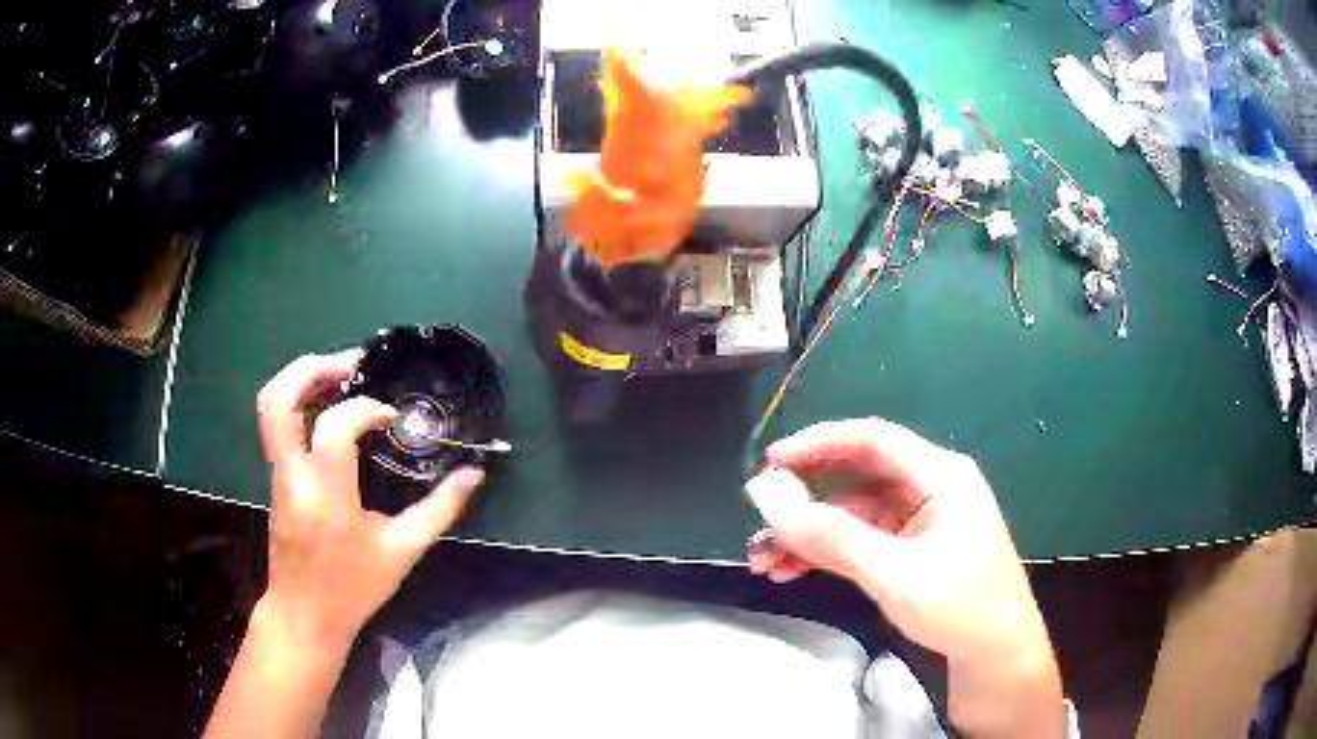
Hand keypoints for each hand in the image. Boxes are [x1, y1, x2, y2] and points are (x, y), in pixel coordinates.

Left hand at [255, 350, 485, 652]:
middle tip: (352, 363)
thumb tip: (474, 475)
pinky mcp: (275, 477)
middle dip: (313, 367)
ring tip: (341, 373)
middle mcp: (293, 476)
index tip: (392, 420)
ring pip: (271, 405)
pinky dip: (300, 400)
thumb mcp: (402, 552)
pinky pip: (278, 423)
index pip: (336, 426)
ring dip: (302, 378)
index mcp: (326, 496)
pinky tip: (330, 406)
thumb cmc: (353, 588)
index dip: (366, 410)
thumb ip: (440, 510)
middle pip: (280, 399)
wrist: (304, 614)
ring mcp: (278, 474)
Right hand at [744, 418, 1064, 736]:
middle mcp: (930, 491)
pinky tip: (793, 571)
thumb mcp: (893, 573)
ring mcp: (921, 525)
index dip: (818, 444)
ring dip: (809, 536)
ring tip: (764, 562)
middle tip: (759, 523)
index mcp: (941, 476)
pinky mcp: (912, 555)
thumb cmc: (959, 609)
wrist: (997, 660)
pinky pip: (861, 543)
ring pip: (853, 516)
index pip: (871, 440)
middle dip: (806, 502)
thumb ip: (830, 536)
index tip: (769, 464)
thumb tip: (766, 494)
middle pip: (857, 480)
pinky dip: (827, 555)